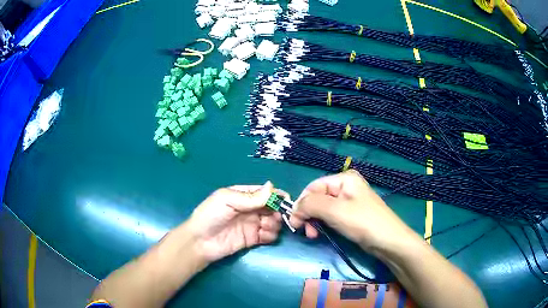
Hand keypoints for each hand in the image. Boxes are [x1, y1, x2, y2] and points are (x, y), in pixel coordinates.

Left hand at [185, 181, 282, 263]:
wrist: (200, 242)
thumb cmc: (210, 216)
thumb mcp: (227, 200)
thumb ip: (251, 197)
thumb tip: (272, 186)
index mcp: (243, 195)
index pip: (265, 193)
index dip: (276, 196)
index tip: (286, 201)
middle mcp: (250, 209)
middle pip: (272, 208)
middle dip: (277, 211)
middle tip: (273, 217)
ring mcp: (252, 224)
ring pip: (273, 221)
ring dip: (274, 224)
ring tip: (264, 227)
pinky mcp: (253, 239)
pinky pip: (269, 235)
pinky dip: (270, 235)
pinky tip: (263, 235)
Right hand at [289, 170, 417, 255]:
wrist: (388, 241)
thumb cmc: (362, 222)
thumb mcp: (334, 210)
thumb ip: (310, 204)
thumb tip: (294, 209)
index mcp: (343, 179)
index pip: (313, 187)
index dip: (301, 203)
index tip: (294, 222)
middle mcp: (346, 187)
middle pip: (317, 198)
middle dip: (308, 214)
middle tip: (304, 231)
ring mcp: (349, 202)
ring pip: (323, 209)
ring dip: (314, 221)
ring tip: (313, 235)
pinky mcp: (351, 215)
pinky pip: (331, 216)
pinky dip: (323, 224)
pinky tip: (321, 234)